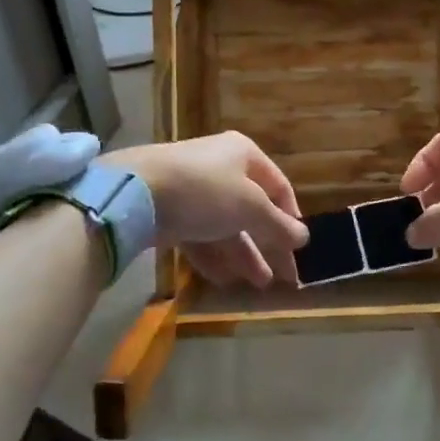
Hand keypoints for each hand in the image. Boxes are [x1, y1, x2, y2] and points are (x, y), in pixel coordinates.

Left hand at [105, 132, 307, 287]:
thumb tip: (304, 237)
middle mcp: (220, 168)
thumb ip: (278, 225)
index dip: (291, 217)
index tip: (298, 247)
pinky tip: (225, 281)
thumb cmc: (205, 190)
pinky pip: (199, 236)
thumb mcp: (250, 208)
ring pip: (225, 226)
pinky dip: (213, 257)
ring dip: (244, 256)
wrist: (135, 192)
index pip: (278, 186)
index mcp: (244, 155)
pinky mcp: (170, 212)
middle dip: (268, 244)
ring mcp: (193, 191)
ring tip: (259, 285)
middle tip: (284, 278)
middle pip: (252, 210)